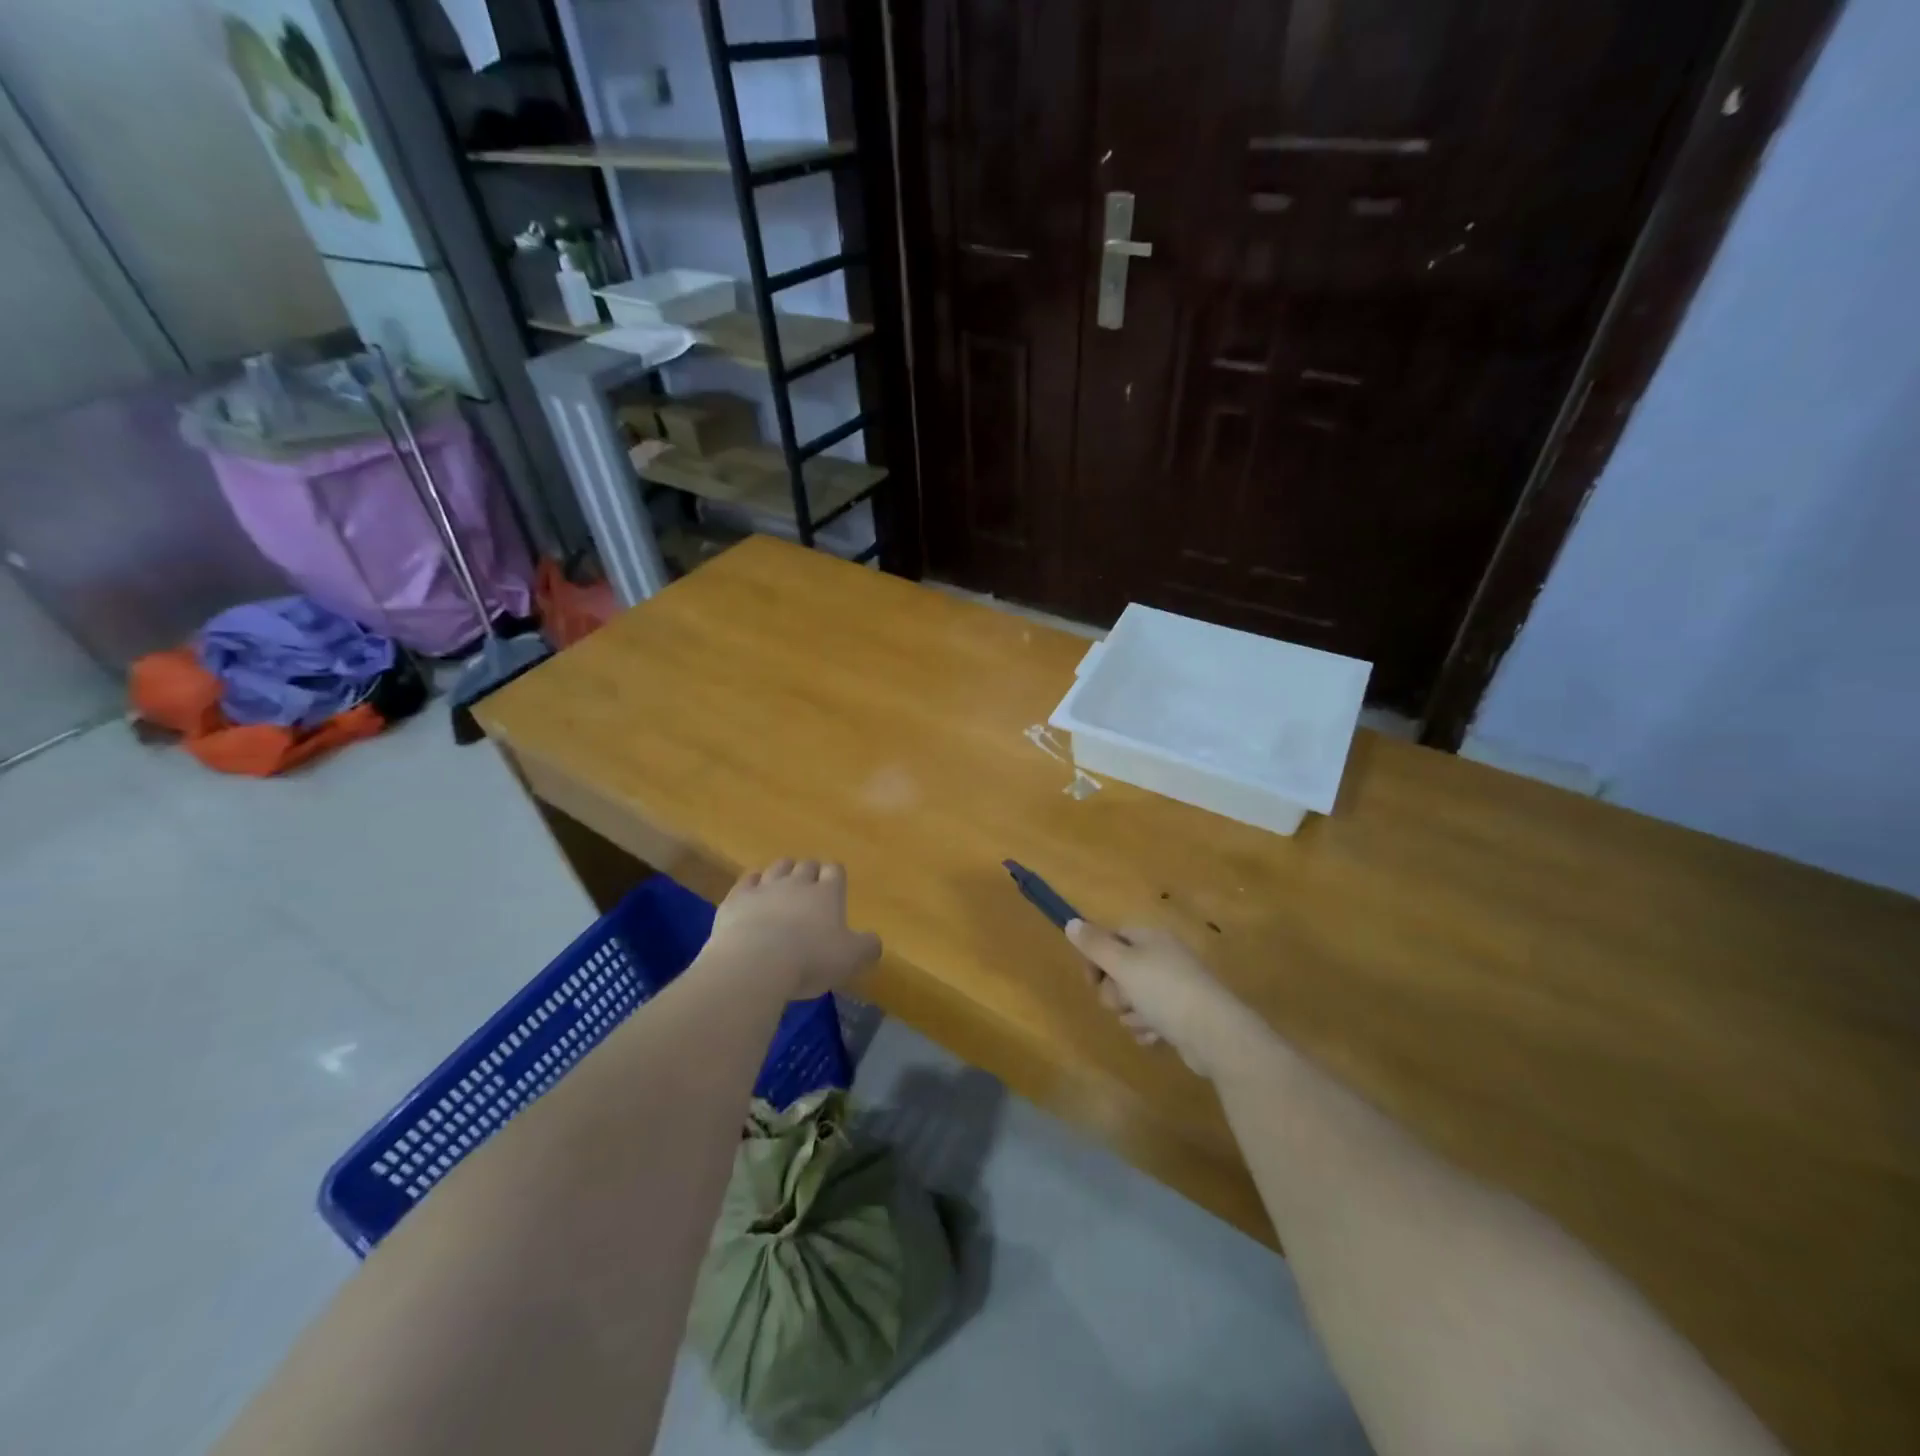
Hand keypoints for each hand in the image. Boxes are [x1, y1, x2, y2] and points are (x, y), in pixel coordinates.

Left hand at [705, 859, 880, 997]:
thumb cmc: (810, 960)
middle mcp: (797, 883)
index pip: (835, 871)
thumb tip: (874, 941)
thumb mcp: (850, 959)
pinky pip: (748, 880)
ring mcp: (765, 887)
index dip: (835, 876)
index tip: (835, 885)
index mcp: (827, 893)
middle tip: (810, 887)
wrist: (755, 963)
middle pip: (807, 865)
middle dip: (810, 872)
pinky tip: (753, 892)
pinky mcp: (737, 898)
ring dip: (783, 872)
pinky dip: (753, 883)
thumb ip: (867, 947)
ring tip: (784, 885)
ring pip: (778, 867)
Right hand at [1065, 919, 1260, 1077]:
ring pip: (1132, 999)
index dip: (1096, 959)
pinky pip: (1150, 1019)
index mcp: (1150, 938)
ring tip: (1145, 1021)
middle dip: (1115, 992)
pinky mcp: (1181, 1015)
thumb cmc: (1164, 991)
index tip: (1091, 980)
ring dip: (1131, 1014)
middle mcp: (1162, 957)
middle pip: (1119, 971)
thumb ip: (1094, 945)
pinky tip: (1156, 1035)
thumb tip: (1071, 921)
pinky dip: (1148, 1028)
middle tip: (1125, 1001)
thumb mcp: (1123, 964)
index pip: (1112, 938)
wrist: (1214, 1033)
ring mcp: (1174, 987)